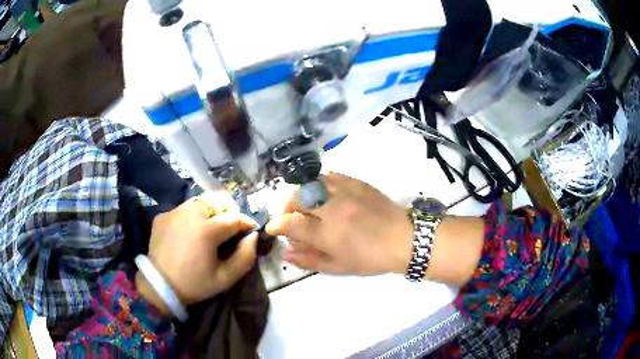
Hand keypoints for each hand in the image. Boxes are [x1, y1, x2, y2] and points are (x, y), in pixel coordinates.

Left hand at [137, 194, 258, 313]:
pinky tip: (188, 233)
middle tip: (229, 229)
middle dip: (227, 212)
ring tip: (208, 229)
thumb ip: (245, 257)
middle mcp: (190, 213)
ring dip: (209, 212)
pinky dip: (190, 217)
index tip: (251, 231)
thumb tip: (253, 236)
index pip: (235, 217)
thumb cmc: (195, 284)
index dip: (247, 222)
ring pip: (199, 202)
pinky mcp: (163, 215)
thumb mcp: (225, 278)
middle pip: (217, 200)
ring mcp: (174, 211)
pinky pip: (183, 209)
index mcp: (207, 229)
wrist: (159, 286)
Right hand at [266, 173, 413, 275]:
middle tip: (290, 217)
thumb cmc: (371, 258)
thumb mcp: (340, 267)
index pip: (290, 223)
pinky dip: (320, 183)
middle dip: (286, 207)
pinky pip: (330, 176)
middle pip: (297, 197)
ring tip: (305, 204)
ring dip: (301, 193)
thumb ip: (310, 259)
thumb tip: (287, 252)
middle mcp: (332, 208)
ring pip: (311, 183)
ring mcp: (345, 192)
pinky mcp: (356, 182)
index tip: (273, 228)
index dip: (276, 225)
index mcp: (327, 233)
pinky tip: (323, 193)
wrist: (403, 238)